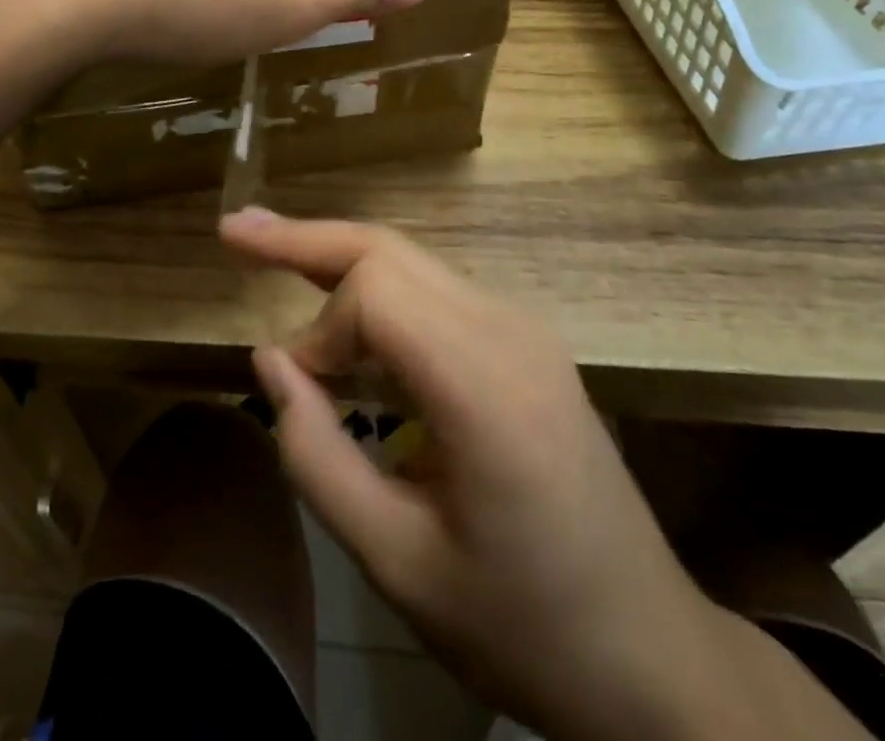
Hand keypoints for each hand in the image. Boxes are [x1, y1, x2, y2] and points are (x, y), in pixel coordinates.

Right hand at [221, 212, 738, 740]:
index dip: (320, 331)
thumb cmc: (522, 624)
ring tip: (269, 248)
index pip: (379, 295)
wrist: (648, 652)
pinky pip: (434, 291)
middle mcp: (509, 332)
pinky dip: (375, 291)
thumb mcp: (399, 566)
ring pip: (411, 261)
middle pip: (391, 251)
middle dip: (307, 239)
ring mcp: (523, 328)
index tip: (298, 389)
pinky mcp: (523, 340)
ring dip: (337, 257)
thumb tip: (271, 362)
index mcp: (488, 388)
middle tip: (236, 232)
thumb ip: (318, 459)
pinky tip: (340, 304)